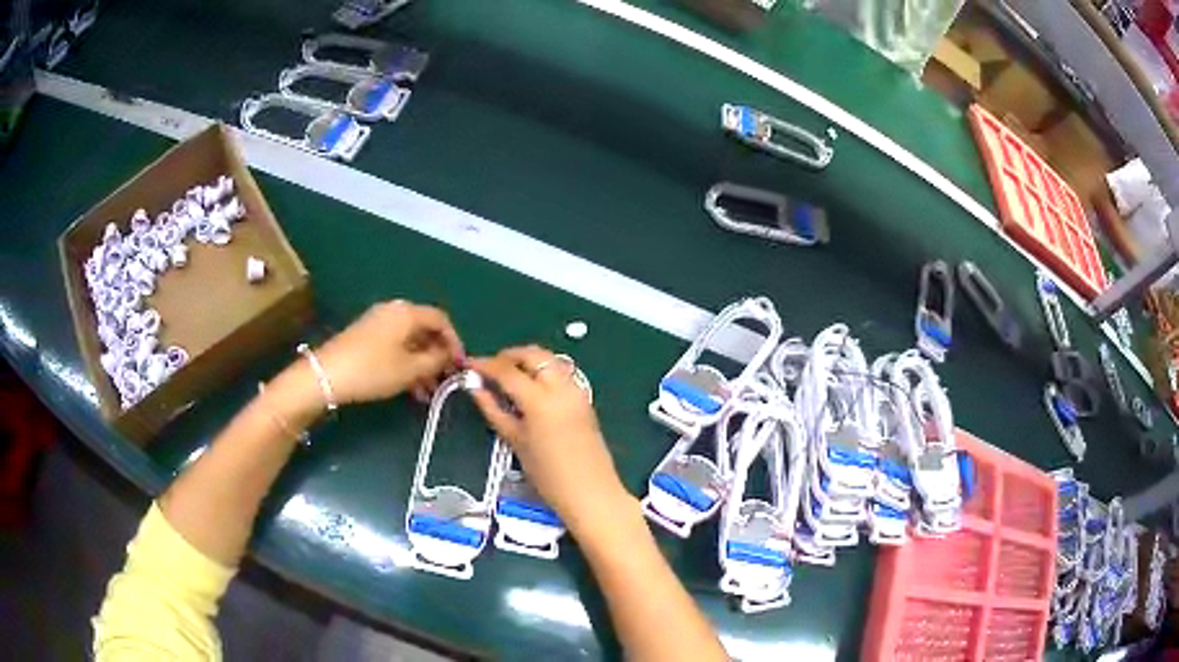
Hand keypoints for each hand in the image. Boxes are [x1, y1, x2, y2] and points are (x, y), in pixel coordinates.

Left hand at [315, 300, 463, 404]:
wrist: (326, 375)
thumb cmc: (373, 370)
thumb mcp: (410, 369)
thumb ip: (435, 360)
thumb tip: (448, 355)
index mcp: (407, 312)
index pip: (441, 320)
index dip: (455, 342)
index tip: (460, 365)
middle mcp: (393, 311)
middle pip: (424, 329)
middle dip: (438, 355)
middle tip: (446, 380)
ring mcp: (378, 322)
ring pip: (410, 341)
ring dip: (422, 363)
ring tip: (429, 391)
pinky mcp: (366, 336)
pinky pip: (395, 345)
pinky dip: (406, 362)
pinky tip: (410, 387)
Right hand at [470, 346, 629, 534]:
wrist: (590, 492)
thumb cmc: (548, 475)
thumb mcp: (515, 441)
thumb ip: (494, 410)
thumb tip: (476, 388)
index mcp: (540, 399)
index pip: (507, 370)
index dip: (485, 365)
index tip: (469, 365)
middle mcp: (561, 387)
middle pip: (532, 355)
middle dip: (508, 356)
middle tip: (489, 369)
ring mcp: (576, 390)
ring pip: (549, 360)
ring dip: (527, 360)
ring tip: (508, 377)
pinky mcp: (585, 399)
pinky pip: (561, 373)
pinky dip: (543, 371)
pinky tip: (530, 388)